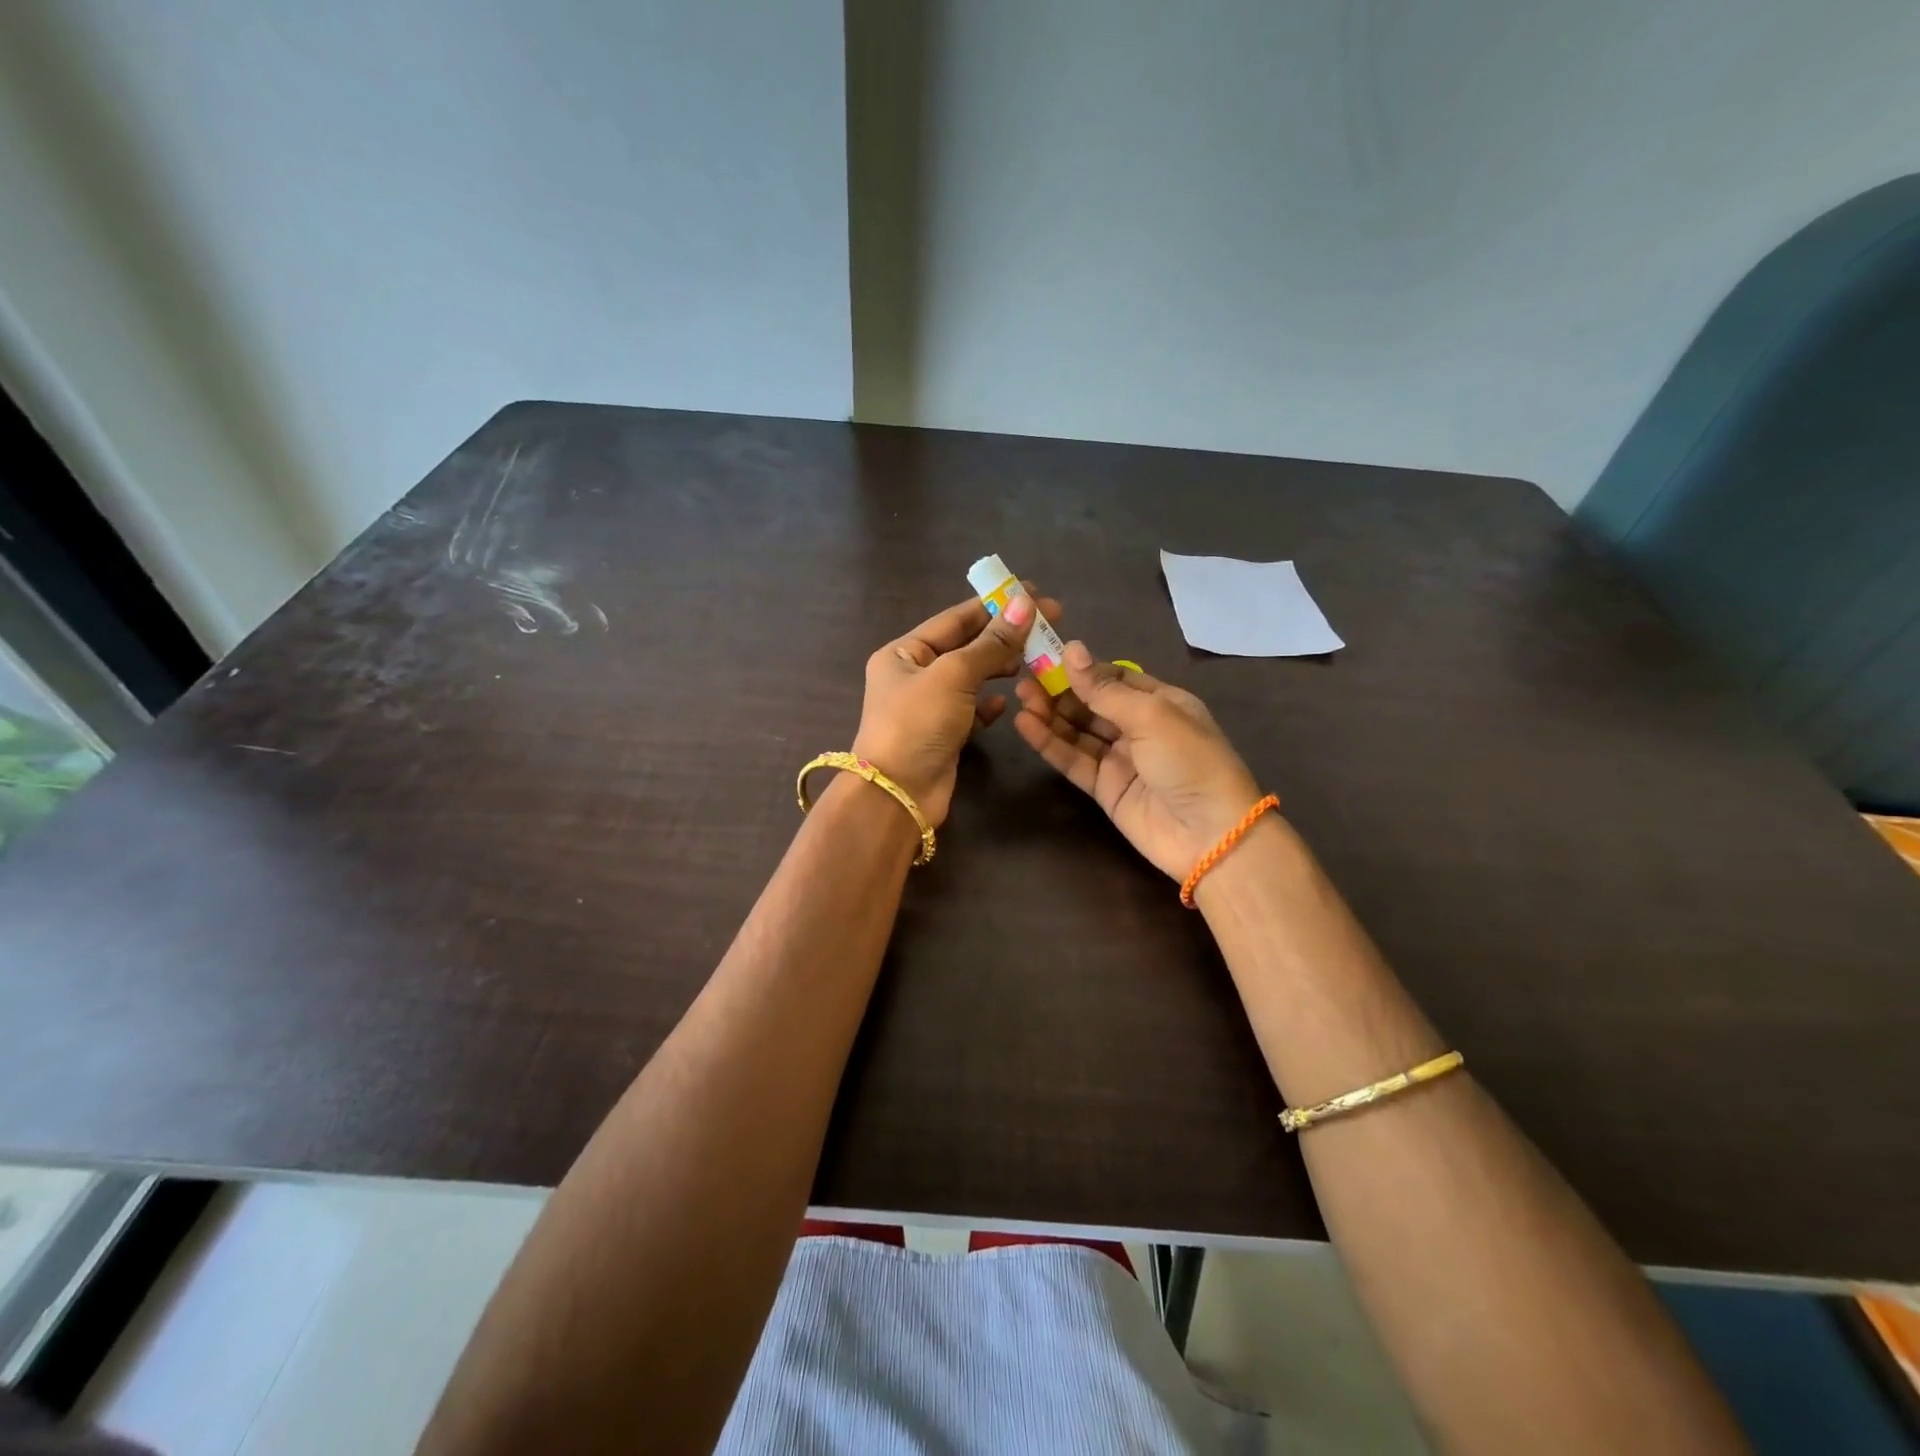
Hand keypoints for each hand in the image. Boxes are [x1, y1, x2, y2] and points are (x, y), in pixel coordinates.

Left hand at [851, 588, 1061, 826]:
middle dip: (1004, 636)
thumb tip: (1024, 604)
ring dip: (1000, 667)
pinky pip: (971, 710)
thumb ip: (991, 643)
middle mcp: (913, 675)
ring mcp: (928, 707)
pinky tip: (1007, 702)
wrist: (898, 795)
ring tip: (1034, 659)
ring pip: (971, 678)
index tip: (1033, 595)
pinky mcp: (943, 735)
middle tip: (1048, 625)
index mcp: (904, 653)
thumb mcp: (954, 675)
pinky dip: (989, 705)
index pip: (955, 619)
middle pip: (965, 646)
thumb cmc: (917, 724)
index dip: (994, 605)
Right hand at [1013, 643, 1265, 879]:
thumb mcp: (1151, 715)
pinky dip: (1050, 743)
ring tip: (1021, 697)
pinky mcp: (1105, 788)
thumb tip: (1071, 649)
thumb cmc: (1189, 761)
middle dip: (1061, 690)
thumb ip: (1105, 688)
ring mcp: (1121, 759)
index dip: (1082, 668)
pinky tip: (1026, 724)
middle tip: (1025, 677)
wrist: (1209, 834)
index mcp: (1161, 702)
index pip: (1114, 678)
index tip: (1046, 656)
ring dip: (1050, 714)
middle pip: (1092, 703)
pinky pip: (1073, 760)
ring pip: (1078, 731)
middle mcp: (1140, 727)